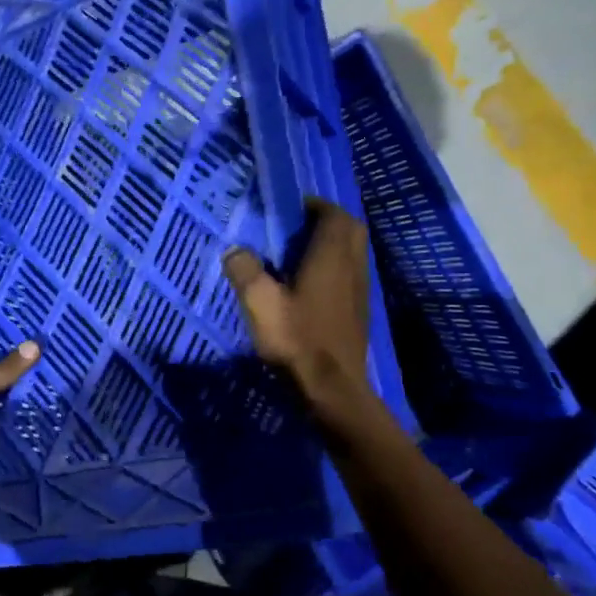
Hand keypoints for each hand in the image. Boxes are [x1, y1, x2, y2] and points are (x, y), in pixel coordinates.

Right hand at [223, 198, 372, 407]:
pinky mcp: (358, 312)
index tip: (288, 209)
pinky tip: (308, 287)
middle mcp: (352, 267)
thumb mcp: (260, 304)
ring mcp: (360, 291)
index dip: (314, 205)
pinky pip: (350, 275)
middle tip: (295, 229)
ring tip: (298, 255)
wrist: (332, 390)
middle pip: (350, 230)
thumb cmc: (297, 341)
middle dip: (327, 221)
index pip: (334, 214)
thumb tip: (235, 250)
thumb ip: (245, 271)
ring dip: (331, 246)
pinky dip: (333, 269)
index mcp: (331, 257)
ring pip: (352, 253)